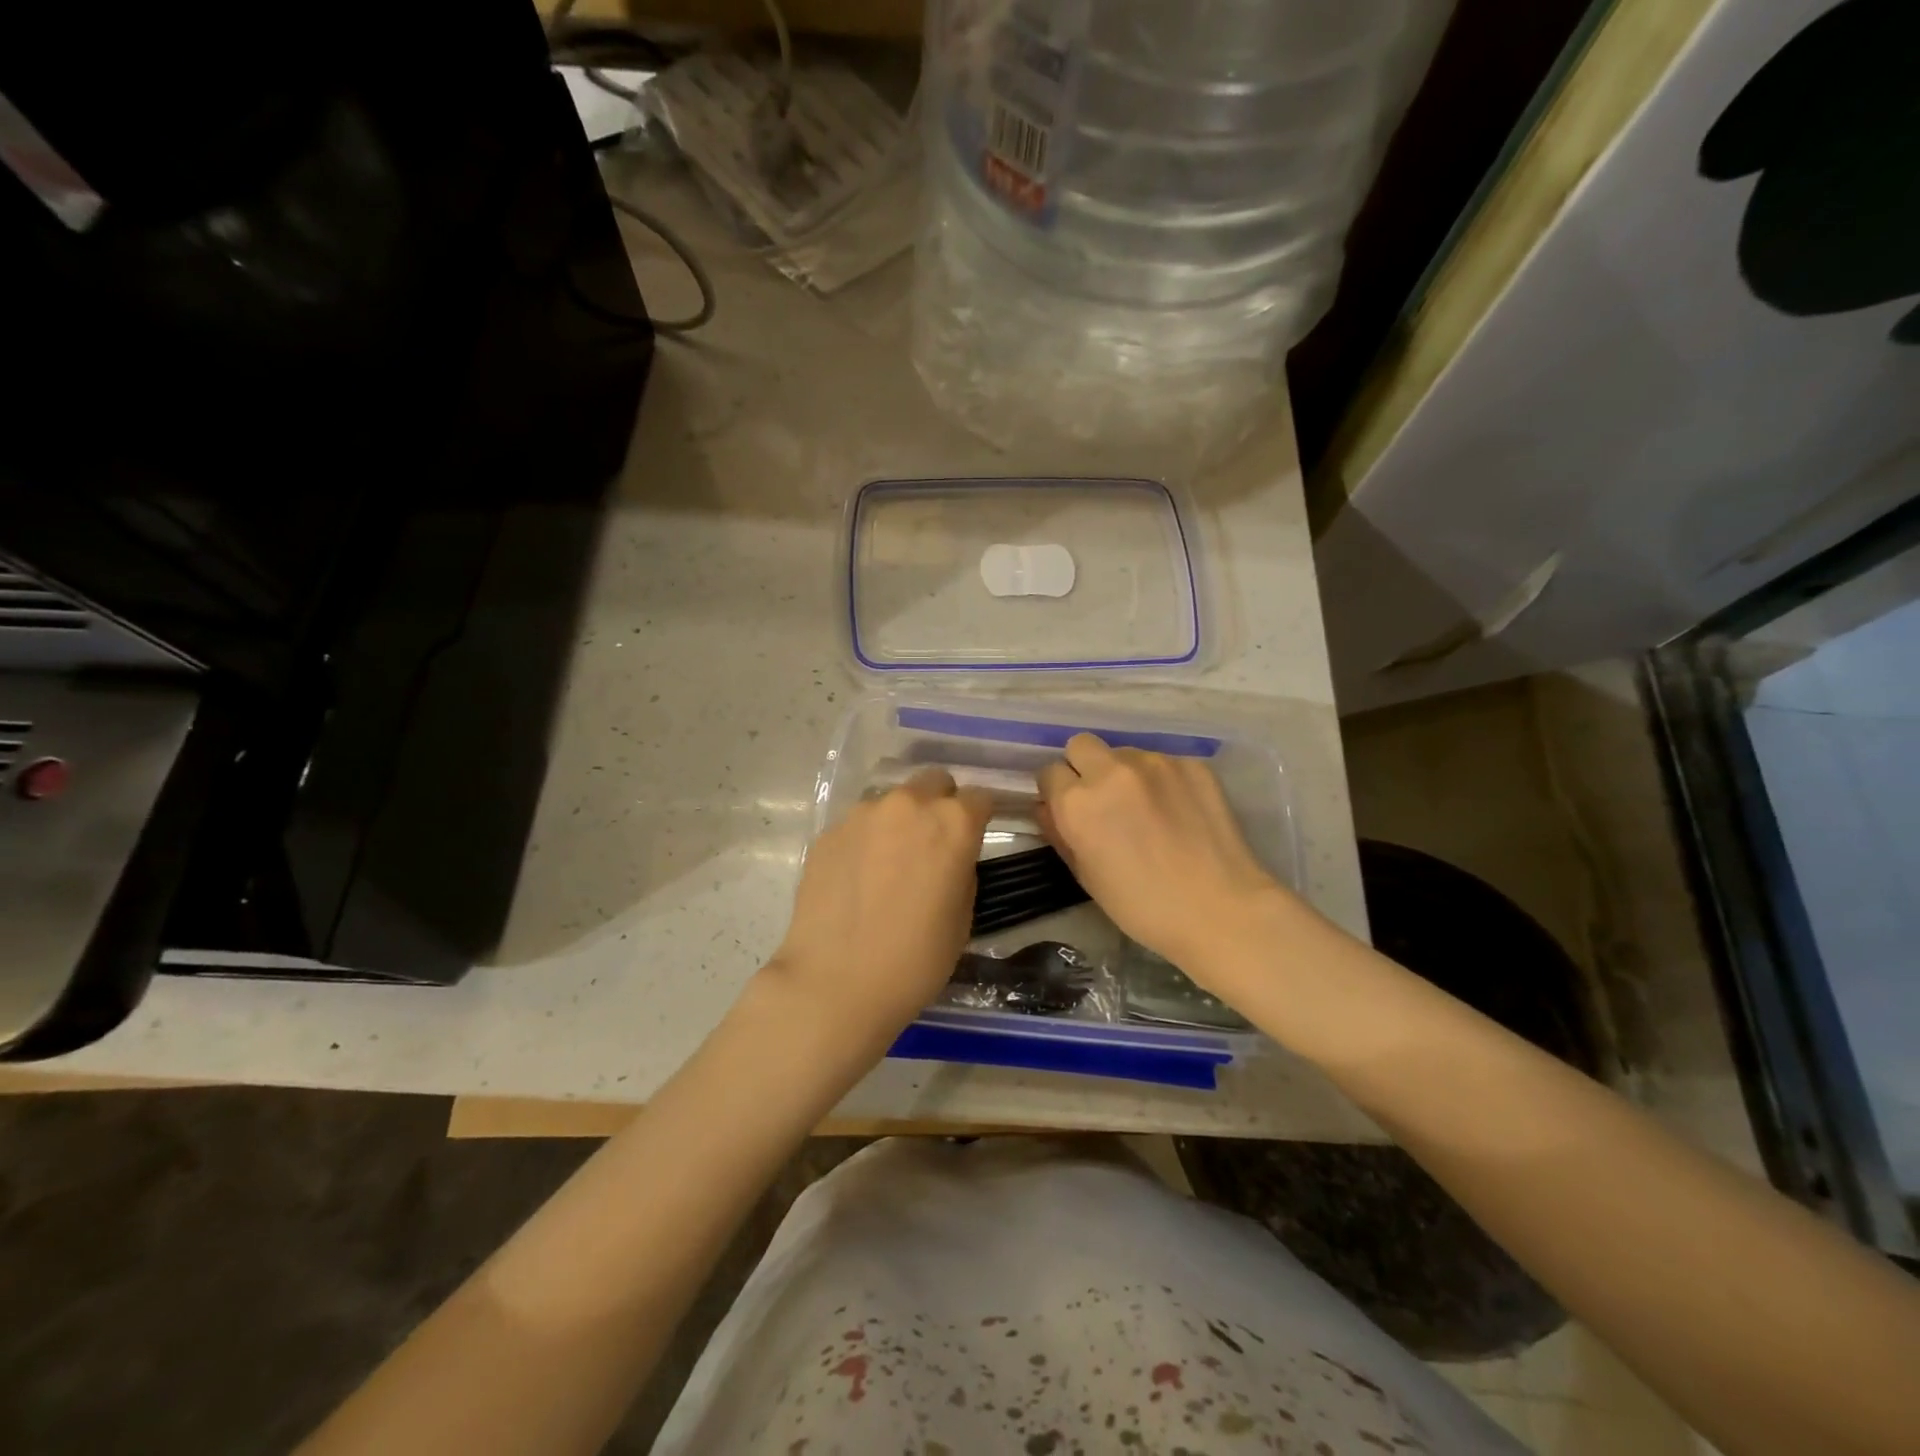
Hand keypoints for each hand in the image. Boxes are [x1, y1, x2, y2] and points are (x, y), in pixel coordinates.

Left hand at [762, 769, 992, 1056]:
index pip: (979, 797)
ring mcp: (863, 814)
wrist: (836, 982)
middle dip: (940, 804)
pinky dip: (866, 839)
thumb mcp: (962, 918)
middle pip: (934, 782)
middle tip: (933, 843)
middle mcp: (908, 804)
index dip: (980, 816)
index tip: (975, 837)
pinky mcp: (828, 832)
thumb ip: (961, 869)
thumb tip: (949, 857)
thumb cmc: (915, 959)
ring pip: (892, 800)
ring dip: (900, 820)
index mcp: (952, 822)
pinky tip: (858, 877)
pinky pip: (859, 824)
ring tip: (890, 862)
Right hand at [1037, 734, 1292, 991]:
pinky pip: (1163, 762)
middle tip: (1103, 801)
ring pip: (1124, 752)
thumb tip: (1048, 807)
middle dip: (1083, 767)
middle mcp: (1111, 770)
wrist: (1220, 910)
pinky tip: (1178, 812)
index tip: (1071, 812)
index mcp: (1077, 802)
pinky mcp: (1191, 764)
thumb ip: (1059, 833)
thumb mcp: (1086, 876)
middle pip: (1081, 745)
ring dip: (1125, 773)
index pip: (1049, 772)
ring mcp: (1155, 762)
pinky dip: (1162, 781)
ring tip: (1147, 809)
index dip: (1057, 792)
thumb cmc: (1142, 906)